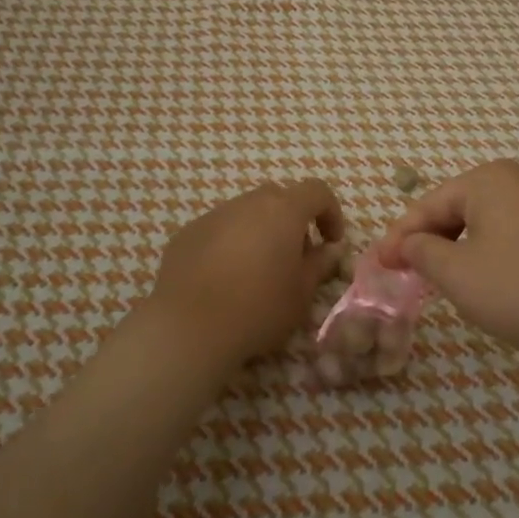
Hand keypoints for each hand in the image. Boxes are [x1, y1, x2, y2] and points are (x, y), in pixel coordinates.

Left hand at [147, 180, 346, 368]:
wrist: (189, 326)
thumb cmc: (259, 308)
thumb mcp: (301, 293)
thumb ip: (319, 264)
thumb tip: (330, 250)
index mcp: (283, 210)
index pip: (317, 191)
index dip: (330, 213)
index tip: (331, 242)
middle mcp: (247, 203)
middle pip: (279, 198)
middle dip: (293, 222)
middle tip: (295, 257)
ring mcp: (213, 216)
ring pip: (246, 214)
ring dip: (260, 232)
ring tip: (258, 271)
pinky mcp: (187, 234)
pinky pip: (218, 231)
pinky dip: (230, 245)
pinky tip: (224, 279)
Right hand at [379, 160, 518, 361]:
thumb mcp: (459, 274)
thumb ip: (423, 253)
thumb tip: (409, 244)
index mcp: (488, 180)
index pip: (428, 205)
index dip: (399, 237)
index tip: (378, 266)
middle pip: (458, 208)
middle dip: (430, 242)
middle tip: (408, 274)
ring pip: (487, 222)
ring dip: (460, 249)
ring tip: (444, 280)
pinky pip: (515, 232)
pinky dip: (492, 252)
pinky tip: (491, 280)